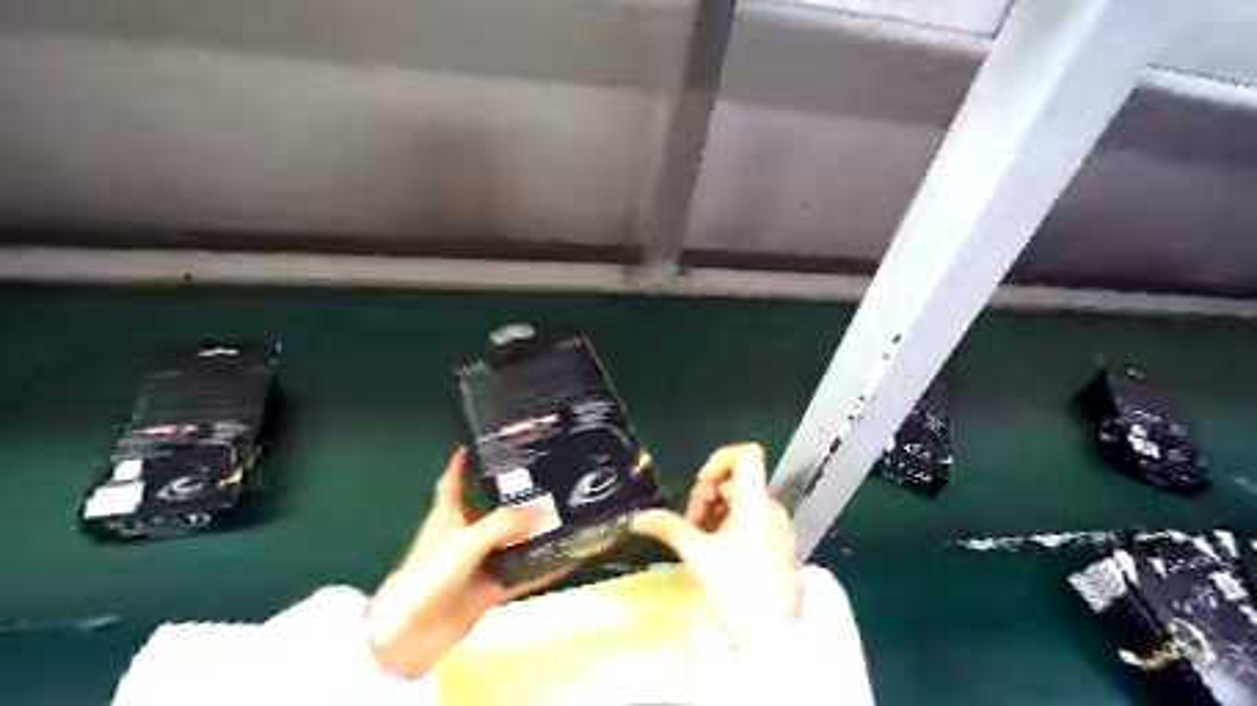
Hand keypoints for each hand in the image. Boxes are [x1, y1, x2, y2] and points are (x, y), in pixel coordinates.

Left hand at [369, 450, 564, 679]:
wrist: (409, 637)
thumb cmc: (429, 576)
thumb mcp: (466, 542)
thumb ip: (505, 524)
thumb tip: (547, 510)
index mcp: (448, 516)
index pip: (454, 481)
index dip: (462, 463)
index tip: (477, 445)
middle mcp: (465, 535)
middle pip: (493, 509)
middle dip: (516, 495)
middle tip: (549, 479)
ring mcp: (478, 563)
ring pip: (512, 541)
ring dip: (535, 532)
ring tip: (567, 513)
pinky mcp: (489, 589)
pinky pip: (523, 574)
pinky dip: (544, 568)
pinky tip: (568, 560)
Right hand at [634, 445, 800, 647]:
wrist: (773, 629)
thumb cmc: (737, 584)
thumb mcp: (697, 553)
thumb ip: (668, 527)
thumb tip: (638, 518)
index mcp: (754, 500)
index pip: (746, 454)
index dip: (719, 460)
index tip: (701, 487)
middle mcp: (770, 505)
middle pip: (735, 479)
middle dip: (706, 496)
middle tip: (692, 525)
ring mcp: (777, 523)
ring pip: (741, 500)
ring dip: (715, 512)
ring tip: (701, 540)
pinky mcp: (778, 541)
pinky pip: (751, 517)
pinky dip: (729, 523)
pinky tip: (717, 550)